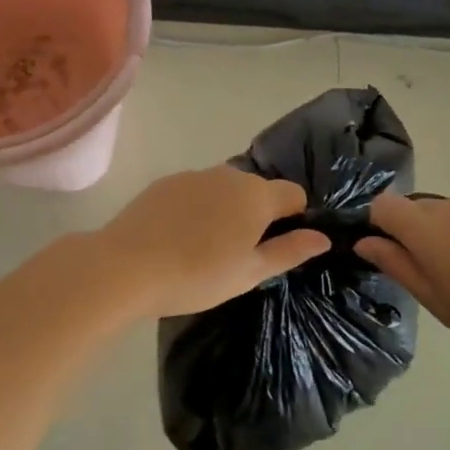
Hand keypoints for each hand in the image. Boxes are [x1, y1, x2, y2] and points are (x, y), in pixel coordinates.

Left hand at [94, 167, 329, 321]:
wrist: (127, 266)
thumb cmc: (197, 275)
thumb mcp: (250, 273)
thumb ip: (289, 251)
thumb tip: (322, 238)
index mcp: (256, 195)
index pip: (294, 194)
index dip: (295, 217)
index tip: (279, 246)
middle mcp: (229, 174)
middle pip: (258, 189)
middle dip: (258, 214)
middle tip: (241, 253)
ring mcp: (194, 175)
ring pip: (225, 188)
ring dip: (227, 209)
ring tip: (207, 247)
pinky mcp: (165, 182)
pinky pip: (196, 190)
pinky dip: (198, 207)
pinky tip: (180, 236)